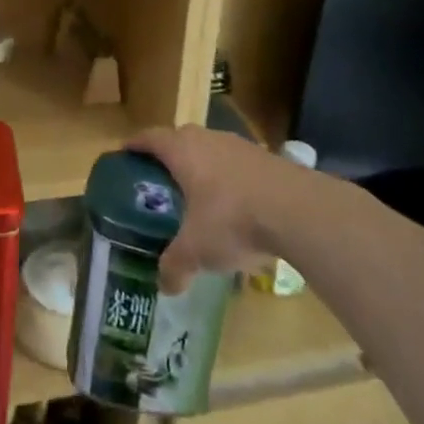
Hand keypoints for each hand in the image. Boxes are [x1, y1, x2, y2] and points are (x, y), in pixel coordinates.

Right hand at [127, 127, 309, 293]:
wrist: (298, 210)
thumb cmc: (233, 220)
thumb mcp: (198, 250)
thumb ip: (176, 265)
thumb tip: (164, 286)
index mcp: (181, 150)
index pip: (149, 138)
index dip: (135, 145)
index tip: (125, 154)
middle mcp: (206, 139)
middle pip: (179, 138)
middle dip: (168, 155)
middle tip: (159, 178)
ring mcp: (239, 144)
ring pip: (210, 148)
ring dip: (201, 164)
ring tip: (197, 191)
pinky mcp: (266, 157)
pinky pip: (235, 162)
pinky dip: (228, 176)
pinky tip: (234, 203)